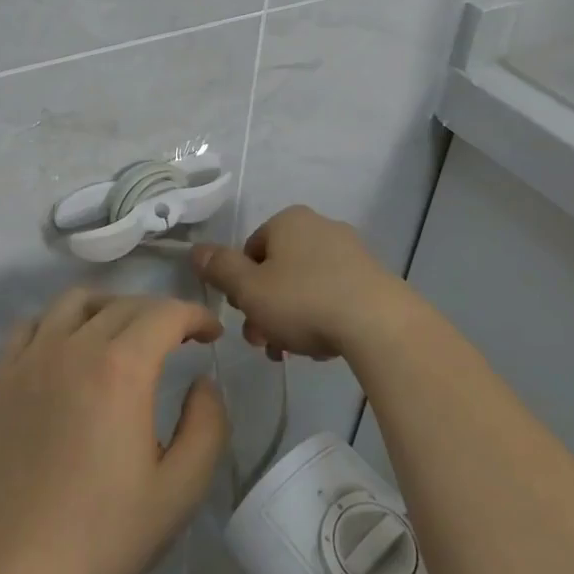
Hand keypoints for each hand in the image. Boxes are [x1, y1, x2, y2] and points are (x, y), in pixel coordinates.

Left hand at [0, 289, 228, 573]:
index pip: (165, 314)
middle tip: (179, 340)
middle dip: (160, 313)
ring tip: (124, 334)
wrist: (15, 571)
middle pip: (124, 305)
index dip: (195, 315)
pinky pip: (31, 325)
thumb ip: (207, 426)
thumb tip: (202, 383)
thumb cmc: (104, 535)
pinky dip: (58, 322)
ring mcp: (31, 359)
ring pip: (74, 302)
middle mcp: (74, 347)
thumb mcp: (180, 490)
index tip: (211, 335)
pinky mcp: (0, 378)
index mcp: (121, 369)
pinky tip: (68, 349)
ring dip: (109, 307)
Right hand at [191, 205, 407, 360]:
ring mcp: (351, 251)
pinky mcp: (373, 278)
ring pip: (305, 286)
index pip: (250, 250)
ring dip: (291, 318)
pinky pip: (334, 295)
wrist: (378, 324)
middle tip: (264, 343)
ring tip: (293, 353)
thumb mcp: (249, 289)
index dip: (241, 285)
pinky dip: (322, 318)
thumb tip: (195, 250)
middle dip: (265, 308)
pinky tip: (323, 347)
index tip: (244, 316)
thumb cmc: (303, 300)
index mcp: (288, 221)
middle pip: (278, 270)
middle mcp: (320, 226)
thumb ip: (219, 268)